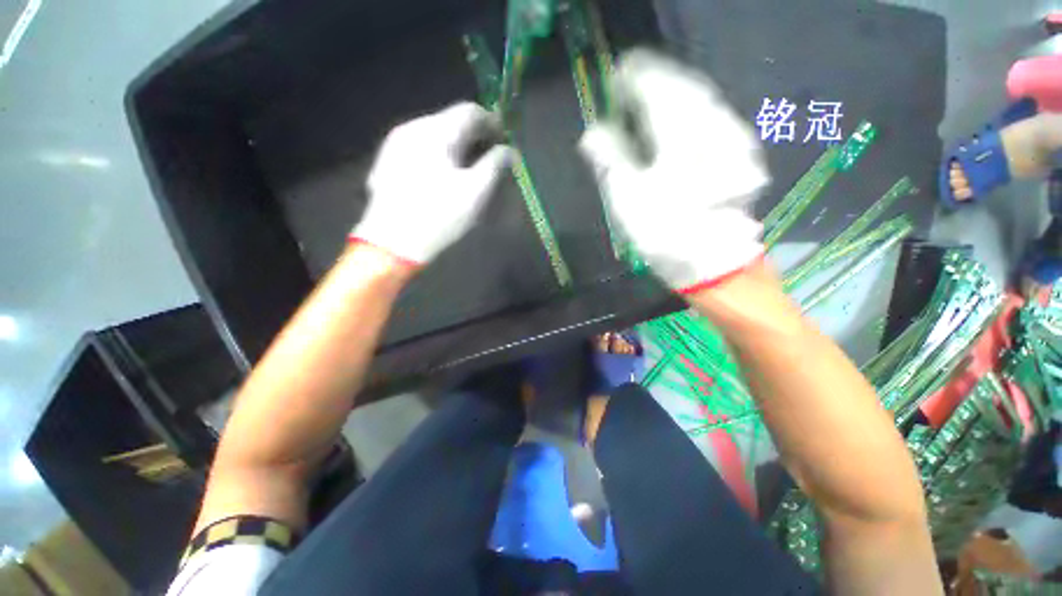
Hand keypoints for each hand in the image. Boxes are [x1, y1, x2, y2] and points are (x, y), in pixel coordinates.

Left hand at [351, 102, 511, 265]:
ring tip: (470, 171)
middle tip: (491, 159)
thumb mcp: (474, 192)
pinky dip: (440, 156)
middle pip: (451, 122)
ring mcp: (396, 144)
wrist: (392, 242)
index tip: (505, 142)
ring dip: (457, 148)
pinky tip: (445, 178)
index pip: (470, 111)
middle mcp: (412, 129)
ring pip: (435, 136)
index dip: (492, 124)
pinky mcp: (389, 161)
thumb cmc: (439, 216)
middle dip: (475, 138)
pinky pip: (421, 149)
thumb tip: (509, 151)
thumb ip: (495, 166)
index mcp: (435, 132)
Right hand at [579, 49, 769, 292]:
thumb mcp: (627, 199)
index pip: (653, 88)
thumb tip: (593, 133)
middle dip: (656, 80)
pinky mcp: (739, 153)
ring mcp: (730, 137)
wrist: (713, 261)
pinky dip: (692, 111)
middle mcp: (709, 124)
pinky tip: (680, 119)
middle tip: (632, 82)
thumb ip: (610, 159)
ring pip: (700, 99)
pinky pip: (713, 116)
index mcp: (677, 134)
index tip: (616, 76)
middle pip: (681, 86)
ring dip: (675, 92)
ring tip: (653, 96)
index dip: (633, 78)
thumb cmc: (665, 231)